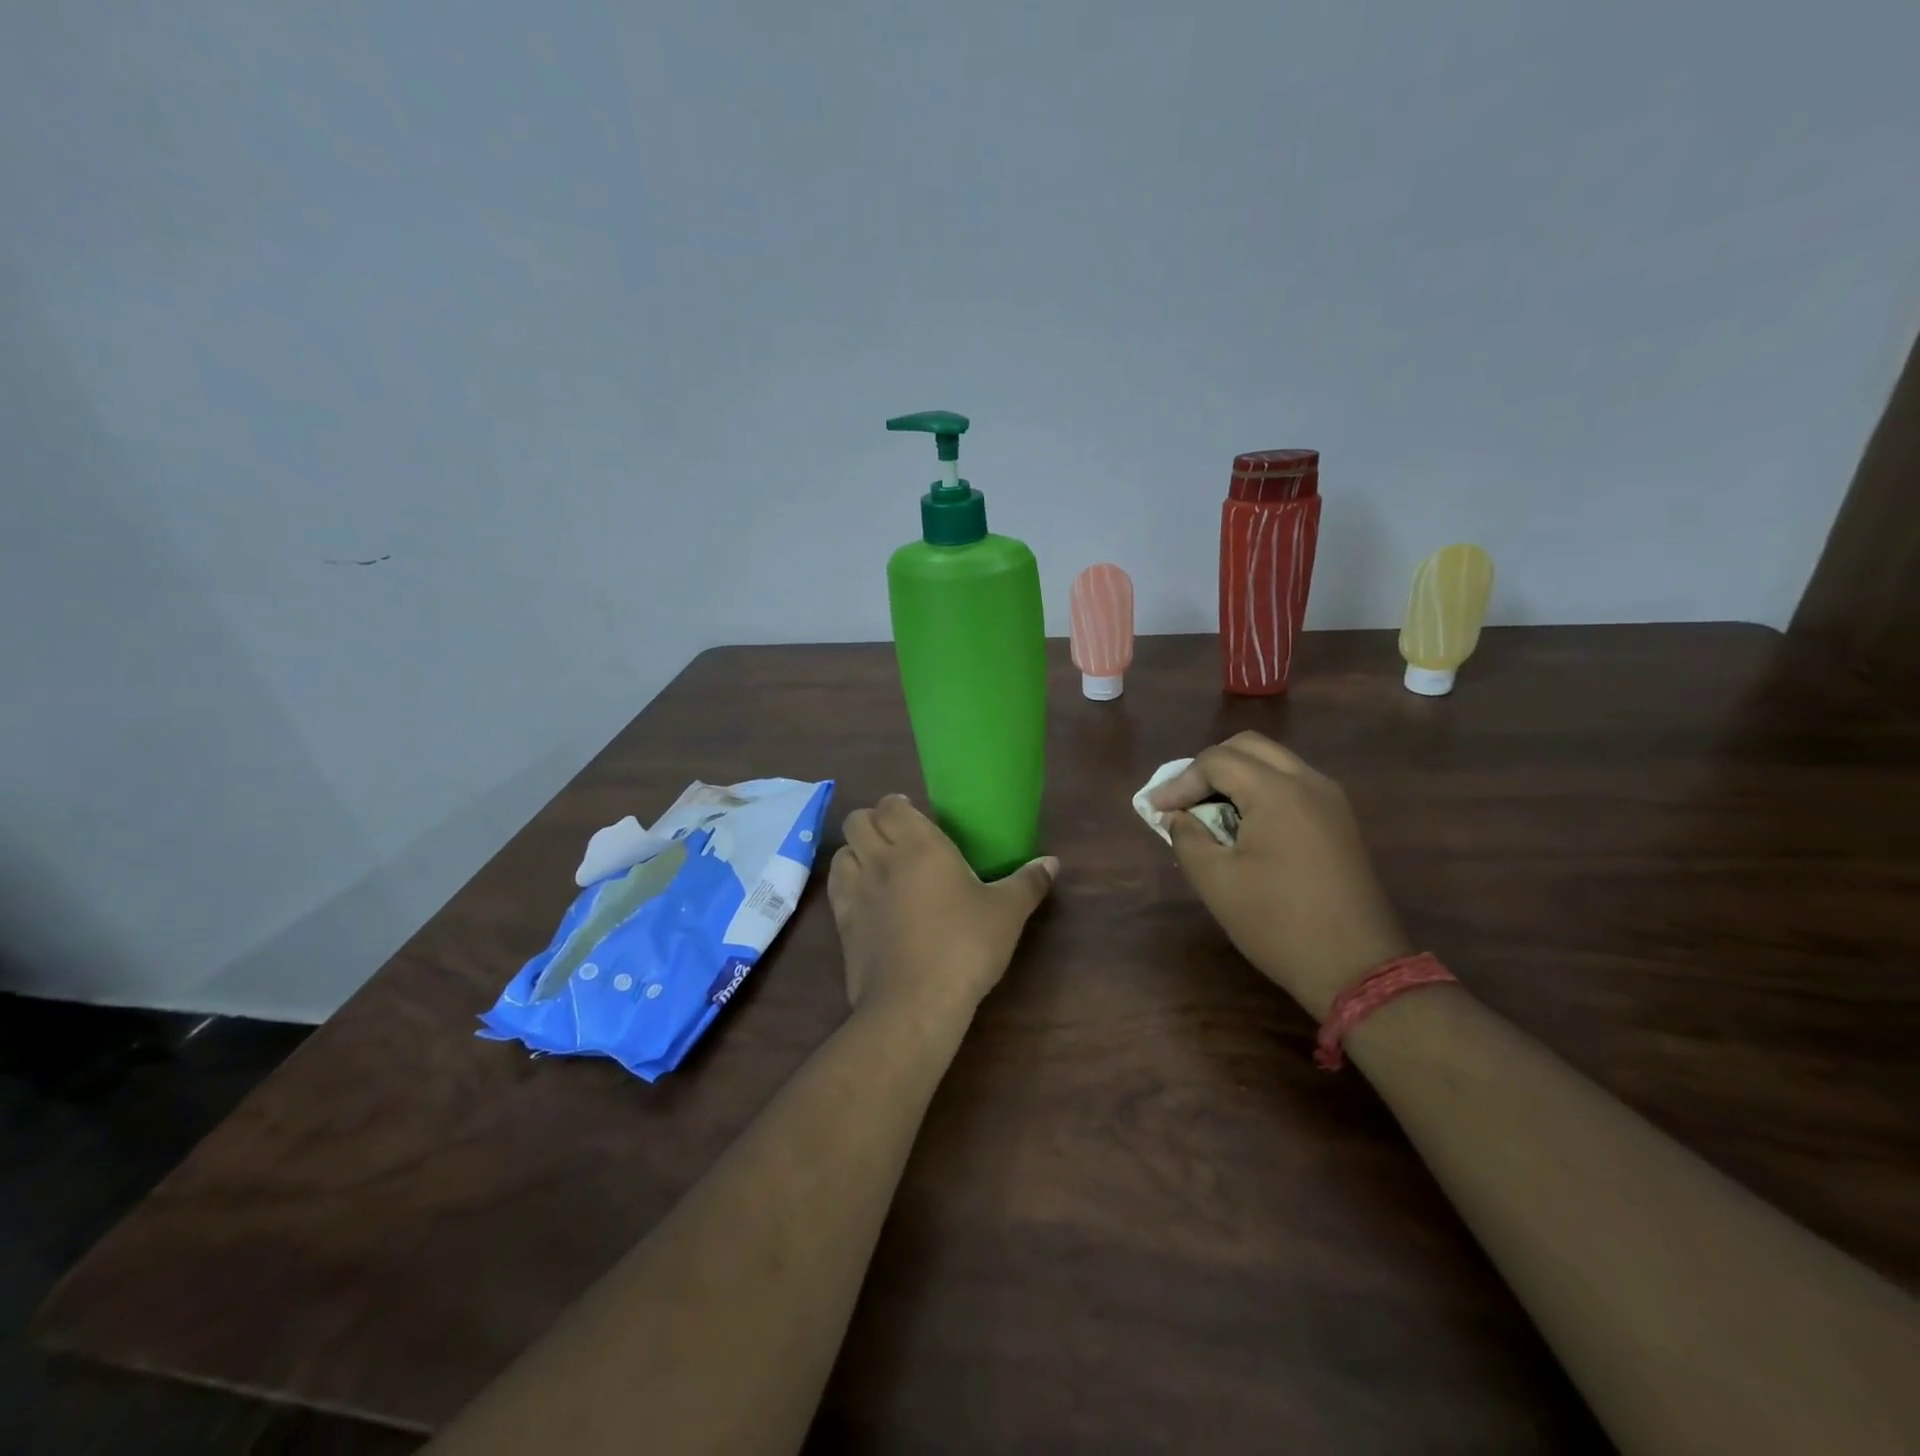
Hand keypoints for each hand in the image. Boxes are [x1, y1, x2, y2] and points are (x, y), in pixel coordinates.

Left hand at [827, 794, 1057, 1023]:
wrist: (915, 1002)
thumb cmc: (964, 946)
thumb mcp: (1007, 913)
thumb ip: (1028, 882)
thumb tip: (1052, 862)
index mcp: (919, 845)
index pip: (891, 805)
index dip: (898, 806)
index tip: (915, 816)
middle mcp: (881, 859)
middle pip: (857, 821)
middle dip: (873, 822)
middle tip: (898, 839)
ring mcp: (856, 891)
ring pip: (841, 851)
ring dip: (856, 851)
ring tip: (879, 865)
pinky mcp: (843, 923)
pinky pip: (837, 887)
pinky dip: (848, 882)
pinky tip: (868, 899)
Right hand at [1150, 732, 1408, 1017]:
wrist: (1356, 967)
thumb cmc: (1277, 922)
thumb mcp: (1215, 881)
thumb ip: (1186, 837)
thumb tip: (1177, 817)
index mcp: (1278, 791)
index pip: (1217, 760)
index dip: (1180, 782)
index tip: (1156, 811)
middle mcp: (1309, 782)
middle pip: (1248, 747)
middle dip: (1208, 766)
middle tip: (1183, 800)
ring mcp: (1331, 800)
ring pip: (1274, 762)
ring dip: (1237, 776)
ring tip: (1209, 811)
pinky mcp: (1340, 821)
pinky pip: (1293, 785)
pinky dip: (1261, 790)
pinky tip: (1244, 825)